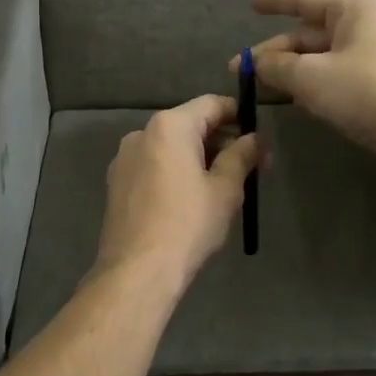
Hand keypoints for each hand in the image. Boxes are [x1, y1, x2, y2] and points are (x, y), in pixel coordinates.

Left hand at [93, 95, 262, 288]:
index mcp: (169, 126)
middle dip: (221, 141)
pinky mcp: (116, 183)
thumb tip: (256, 139)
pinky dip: (175, 172)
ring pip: (170, 147)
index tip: (259, 138)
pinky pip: (153, 165)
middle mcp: (142, 133)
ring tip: (222, 186)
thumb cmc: (188, 224)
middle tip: (249, 167)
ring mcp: (124, 158)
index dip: (239, 115)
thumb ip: (242, 156)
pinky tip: (190, 200)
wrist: (137, 270)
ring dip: (198, 158)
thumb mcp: (225, 189)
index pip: (212, 104)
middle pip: (190, 124)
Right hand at [232, 0, 375, 179]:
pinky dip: (311, 84)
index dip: (275, 0)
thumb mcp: (310, 77)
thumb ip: (277, 66)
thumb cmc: (366, 92)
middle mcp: (367, 25)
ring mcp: (375, 56)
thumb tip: (255, 63)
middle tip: (239, 68)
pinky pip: (335, 76)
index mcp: (355, 8)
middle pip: (310, 32)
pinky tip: (290, 99)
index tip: (251, 3)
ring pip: (321, 57)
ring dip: (290, 70)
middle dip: (275, 50)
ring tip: (258, 86)